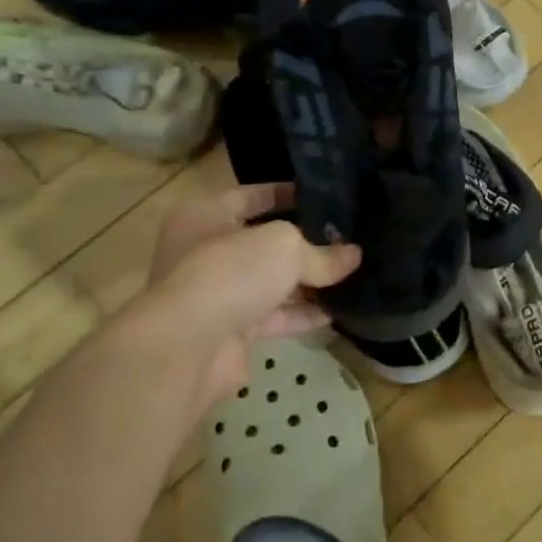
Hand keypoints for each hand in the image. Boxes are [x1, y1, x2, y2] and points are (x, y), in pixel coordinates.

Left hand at [116, 183, 359, 409]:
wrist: (188, 348)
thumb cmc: (230, 273)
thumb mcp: (284, 247)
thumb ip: (320, 252)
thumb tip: (354, 256)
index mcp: (206, 215)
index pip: (253, 195)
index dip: (289, 193)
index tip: (327, 197)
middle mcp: (207, 251)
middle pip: (264, 242)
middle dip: (304, 242)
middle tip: (347, 237)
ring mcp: (218, 294)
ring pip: (271, 282)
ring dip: (308, 282)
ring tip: (352, 273)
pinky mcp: (231, 330)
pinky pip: (275, 317)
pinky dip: (303, 314)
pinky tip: (338, 311)